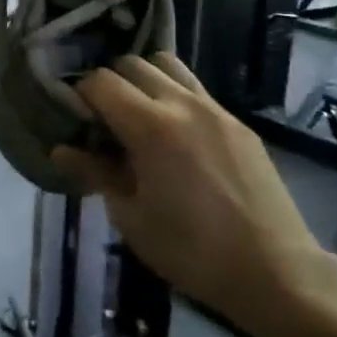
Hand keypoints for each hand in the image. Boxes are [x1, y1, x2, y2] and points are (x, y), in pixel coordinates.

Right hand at [52, 54, 321, 336]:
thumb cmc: (192, 250)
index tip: (75, 121)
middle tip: (103, 120)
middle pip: (132, 64)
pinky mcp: (238, 124)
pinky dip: (173, 96)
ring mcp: (216, 110)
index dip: (80, 95)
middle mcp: (182, 104)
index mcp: (151, 127)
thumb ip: (95, 173)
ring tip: (138, 117)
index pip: (101, 81)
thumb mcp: (130, 217)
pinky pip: (195, 89)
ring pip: (167, 65)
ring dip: (143, 81)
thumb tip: (61, 150)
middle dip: (109, 84)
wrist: (276, 272)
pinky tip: (174, 136)